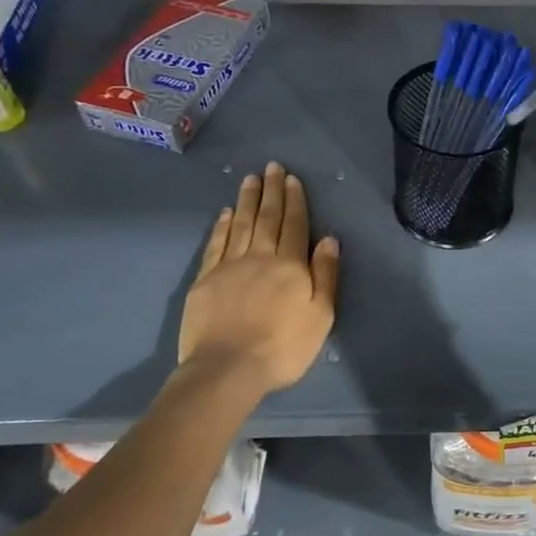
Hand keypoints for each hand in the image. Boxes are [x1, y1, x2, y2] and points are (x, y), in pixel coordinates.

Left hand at [177, 162, 339, 394]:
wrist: (227, 368)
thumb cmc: (283, 347)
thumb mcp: (320, 315)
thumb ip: (325, 275)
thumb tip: (329, 240)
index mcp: (290, 266)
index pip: (295, 225)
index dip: (295, 201)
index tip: (292, 179)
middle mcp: (260, 257)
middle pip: (267, 218)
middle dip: (271, 191)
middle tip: (272, 167)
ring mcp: (229, 266)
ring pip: (240, 224)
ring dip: (246, 200)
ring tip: (250, 179)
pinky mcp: (205, 280)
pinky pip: (216, 244)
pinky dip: (221, 226)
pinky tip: (225, 213)